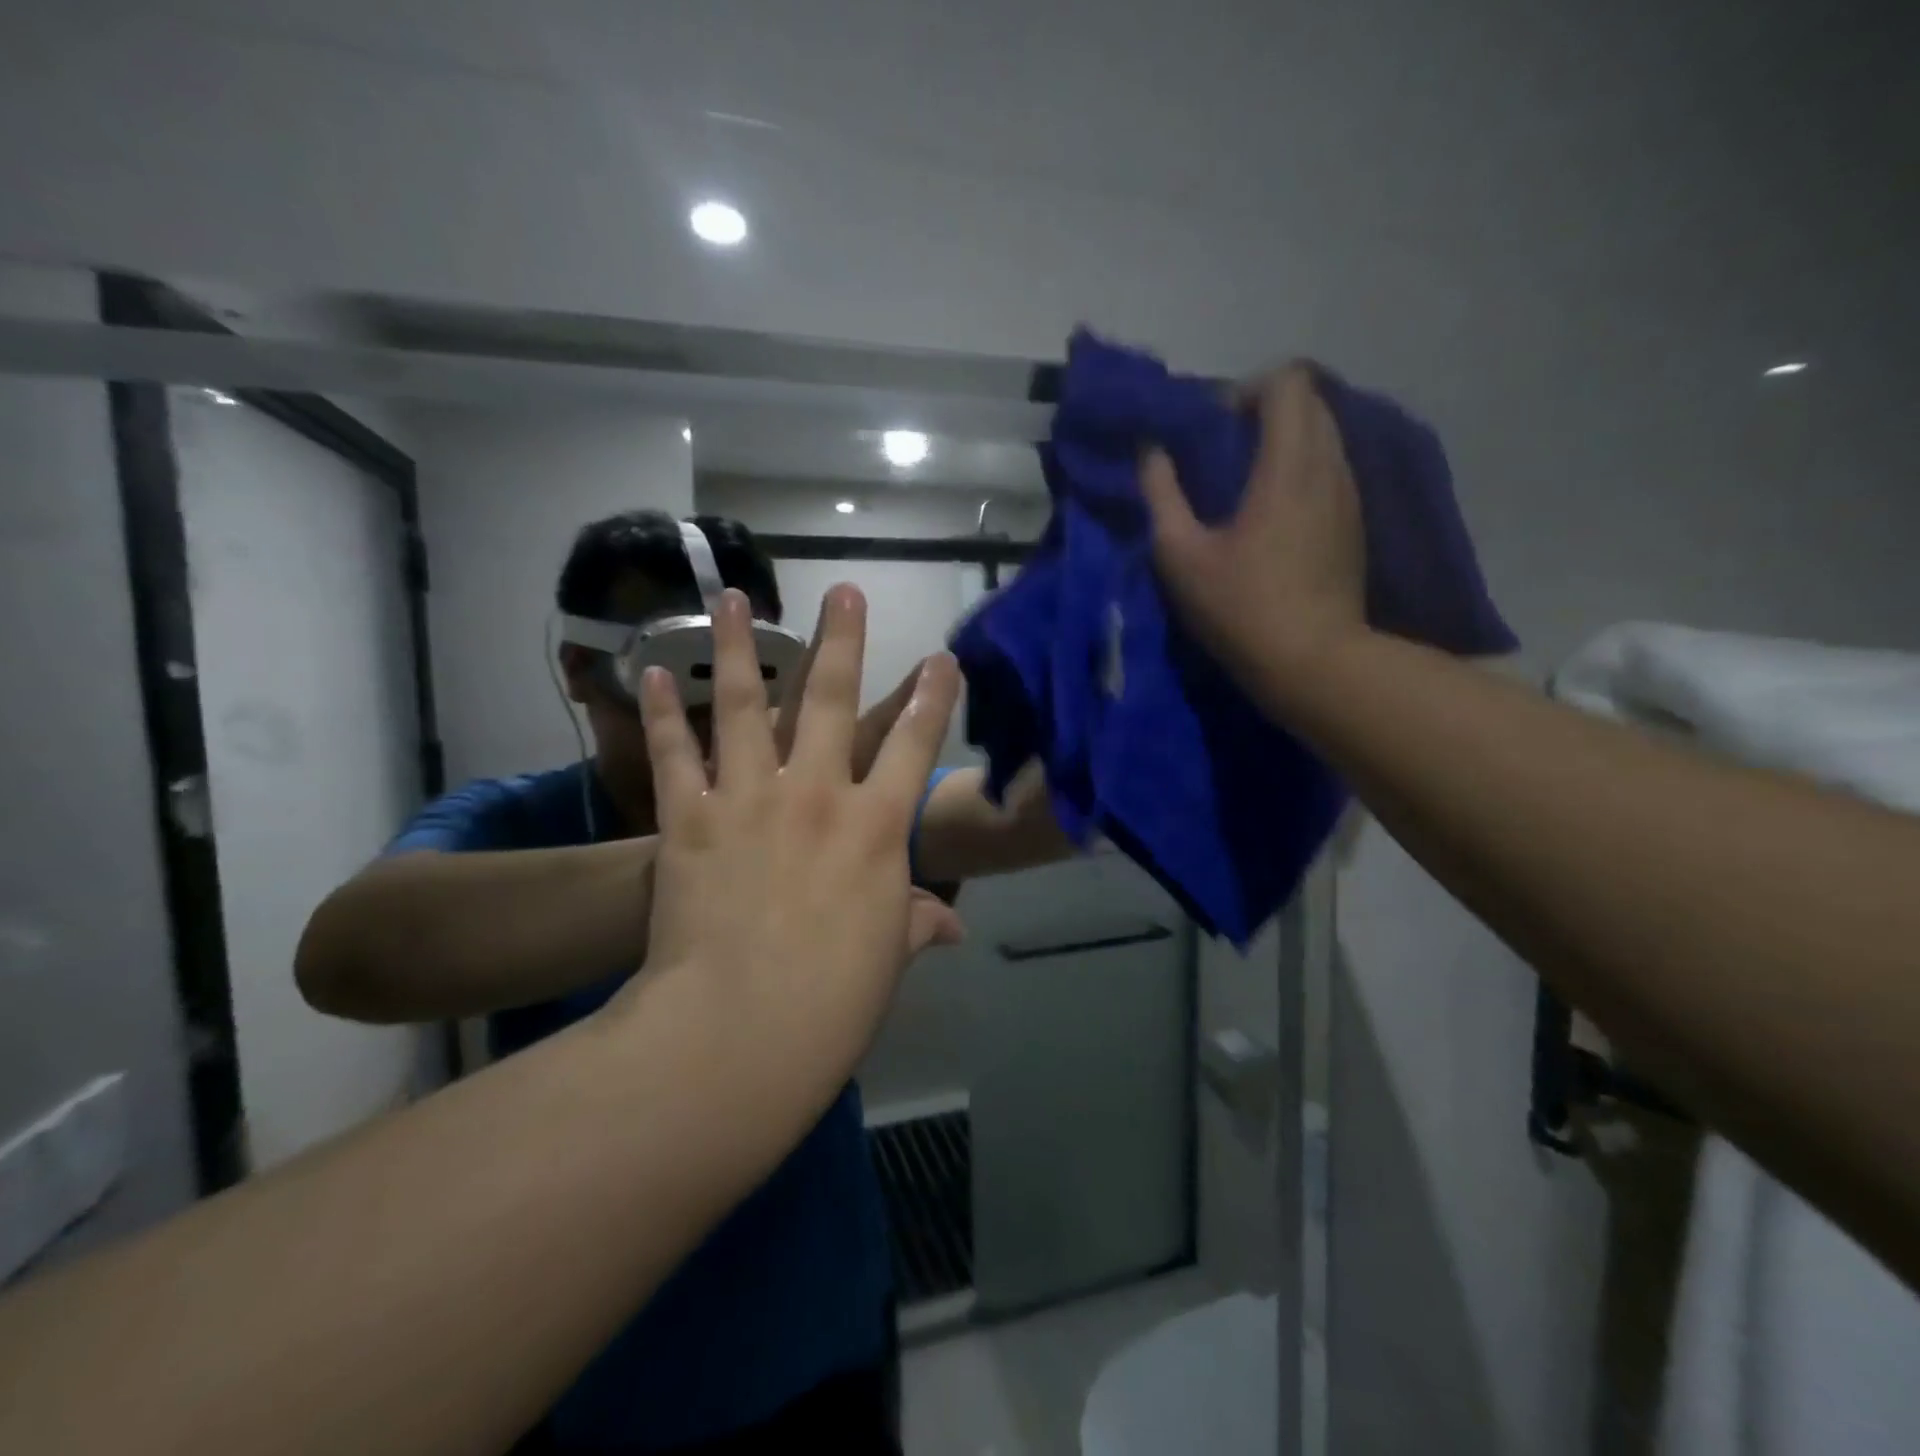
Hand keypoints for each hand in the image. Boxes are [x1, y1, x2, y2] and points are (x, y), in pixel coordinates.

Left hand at [635, 586, 963, 1085]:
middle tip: (844, 591)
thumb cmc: (831, 1003)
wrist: (738, 1033)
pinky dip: (662, 712)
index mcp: (875, 829)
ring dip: (740, 648)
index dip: (932, 700)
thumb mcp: (886, 959)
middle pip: (831, 700)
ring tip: (734, 598)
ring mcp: (749, 799)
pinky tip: (652, 672)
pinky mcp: (689, 819)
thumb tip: (950, 925)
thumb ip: (914, 923)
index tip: (942, 660)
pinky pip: (675, 754)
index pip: (915, 747)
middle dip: (843, 640)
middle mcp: (817, 795)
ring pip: (745, 705)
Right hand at [1141, 363, 1367, 684]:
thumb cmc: (1240, 607)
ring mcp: (1349, 495)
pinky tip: (1272, 514)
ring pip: (1325, 434)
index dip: (1246, 390)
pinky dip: (1301, 468)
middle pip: (1311, 400)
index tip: (1214, 429)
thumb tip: (1152, 453)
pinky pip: (1331, 467)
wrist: (1313, 661)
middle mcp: (1330, 466)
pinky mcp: (1355, 522)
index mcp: (1288, 465)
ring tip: (1246, 483)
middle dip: (1265, 410)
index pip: (1287, 382)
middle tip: (1225, 452)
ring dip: (1285, 440)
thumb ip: (1161, 495)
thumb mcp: (1180, 555)